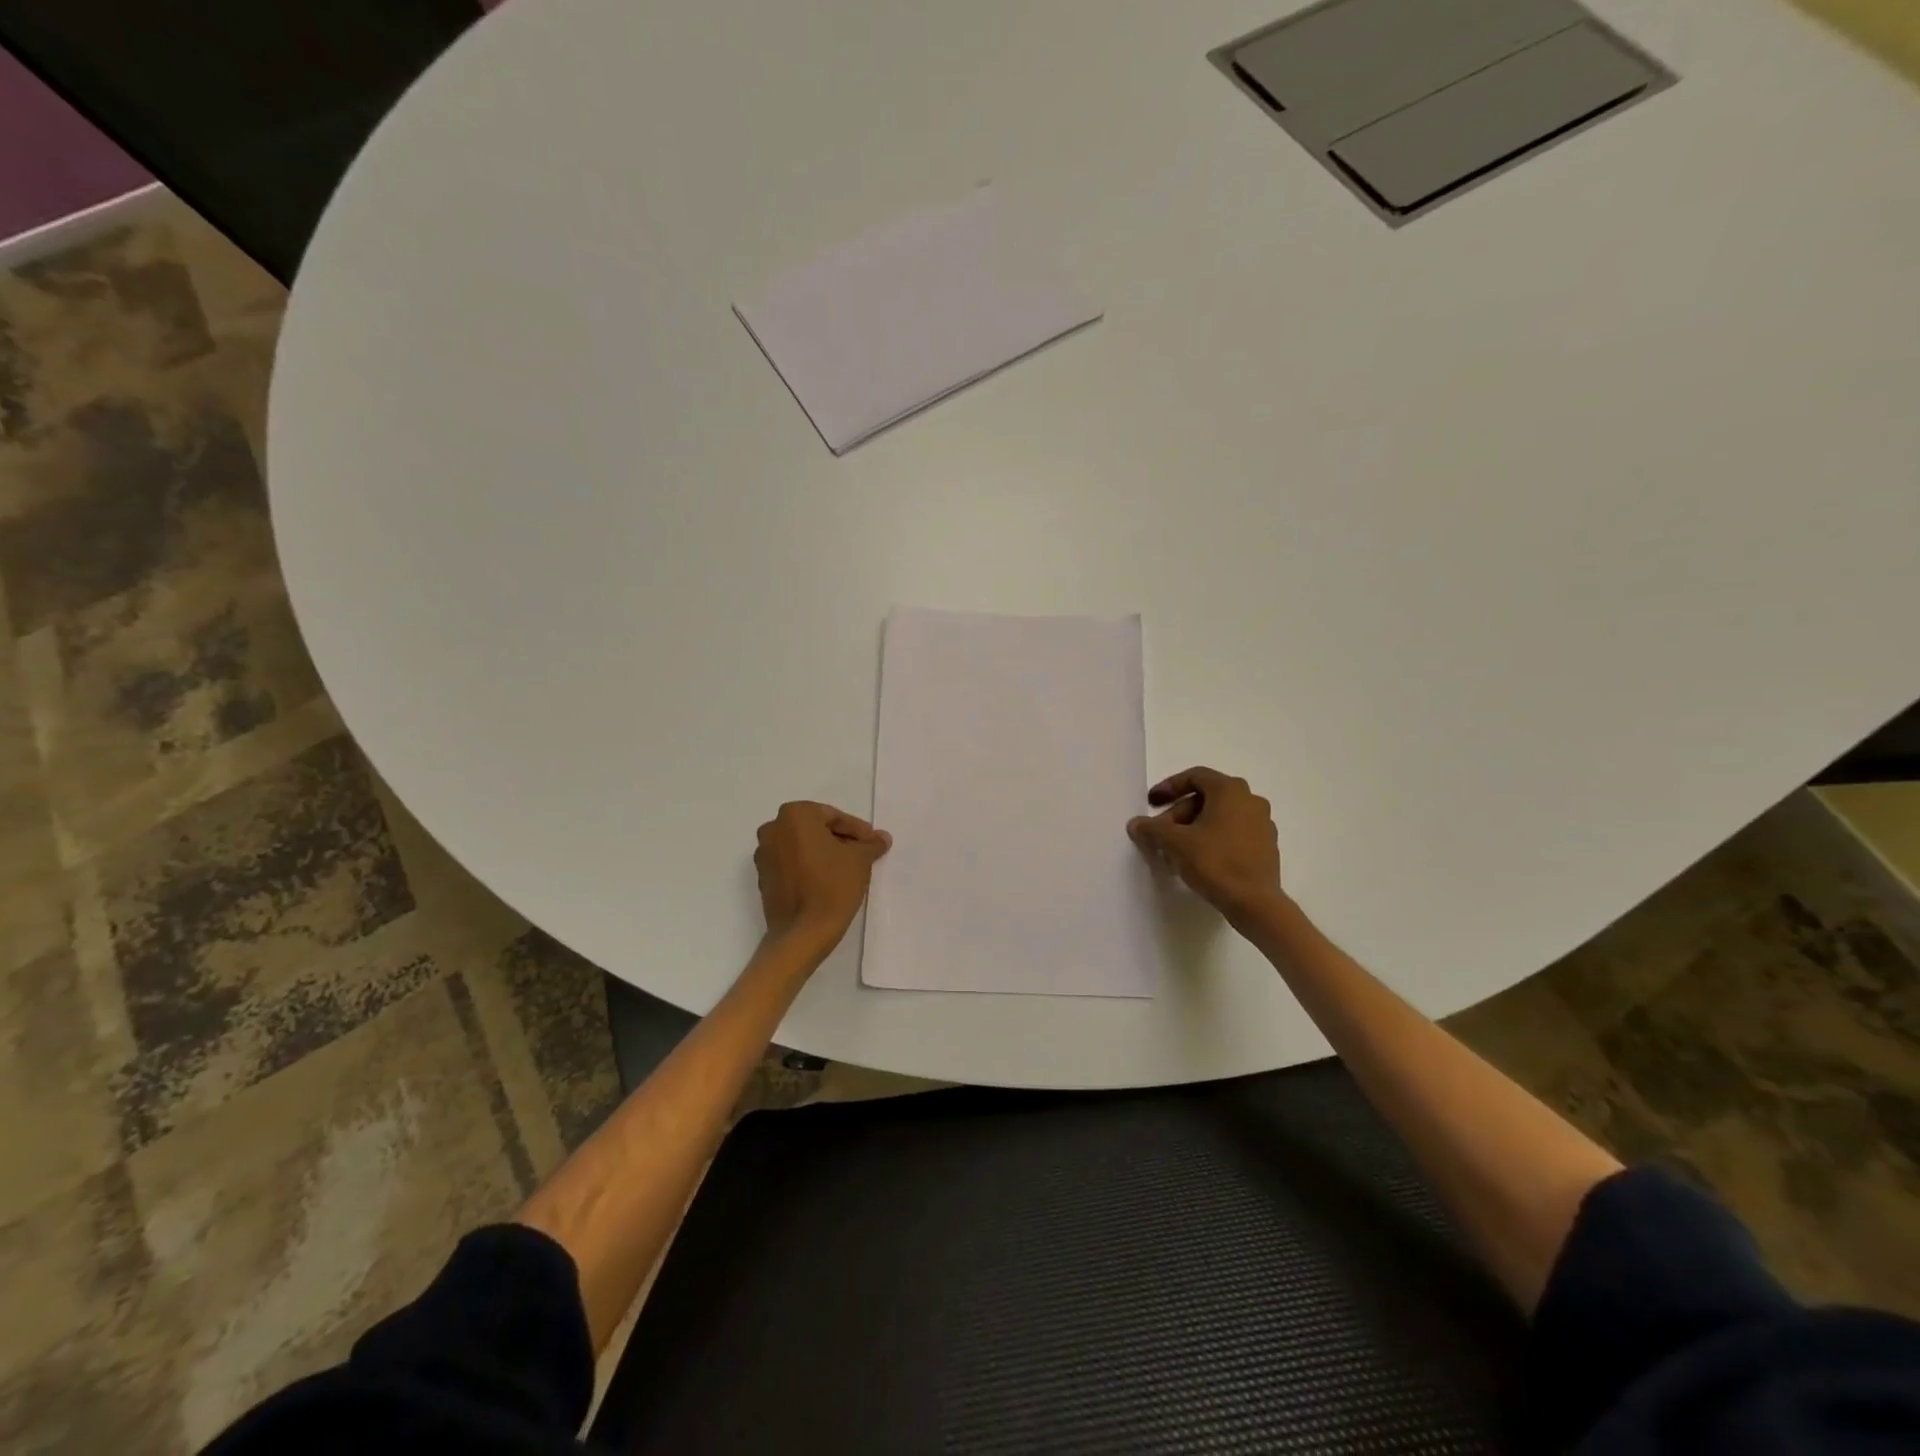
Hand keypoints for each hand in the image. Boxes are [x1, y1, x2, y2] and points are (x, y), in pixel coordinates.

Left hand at [754, 801, 891, 956]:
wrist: (802, 933)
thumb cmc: (832, 886)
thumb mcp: (860, 860)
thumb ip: (871, 844)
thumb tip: (882, 837)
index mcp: (795, 815)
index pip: (833, 816)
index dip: (857, 830)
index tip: (873, 843)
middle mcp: (773, 829)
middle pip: (815, 829)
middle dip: (839, 840)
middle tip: (862, 854)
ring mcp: (764, 855)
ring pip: (802, 846)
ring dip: (824, 853)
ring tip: (847, 869)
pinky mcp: (763, 878)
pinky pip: (791, 864)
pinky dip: (808, 867)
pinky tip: (827, 881)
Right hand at [1128, 767, 1281, 921]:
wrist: (1255, 903)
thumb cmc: (1215, 862)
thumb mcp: (1174, 843)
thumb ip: (1152, 828)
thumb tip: (1136, 824)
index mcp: (1230, 790)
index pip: (1194, 776)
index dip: (1168, 787)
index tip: (1151, 803)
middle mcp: (1250, 800)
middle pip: (1205, 798)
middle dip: (1178, 814)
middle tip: (1160, 834)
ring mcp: (1262, 824)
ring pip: (1219, 817)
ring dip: (1193, 828)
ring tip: (1174, 851)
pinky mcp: (1266, 846)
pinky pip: (1232, 833)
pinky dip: (1212, 839)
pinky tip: (1197, 861)